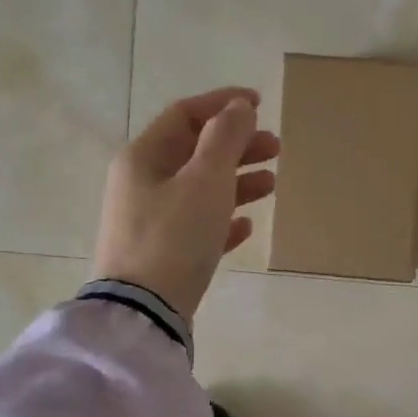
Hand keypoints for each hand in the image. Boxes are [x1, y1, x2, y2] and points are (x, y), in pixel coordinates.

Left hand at [92, 87, 278, 318]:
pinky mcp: (161, 255)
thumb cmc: (174, 237)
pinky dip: (223, 219)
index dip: (222, 104)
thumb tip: (238, 107)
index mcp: (143, 157)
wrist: (144, 312)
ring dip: (236, 181)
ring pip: (199, 189)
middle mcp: (141, 184)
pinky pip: (196, 226)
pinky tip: (247, 226)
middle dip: (237, 146)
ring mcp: (149, 222)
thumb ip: (225, 139)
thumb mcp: (205, 181)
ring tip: (272, 184)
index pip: (185, 115)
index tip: (259, 104)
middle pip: (194, 152)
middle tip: (276, 148)